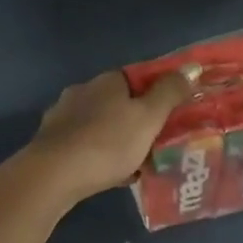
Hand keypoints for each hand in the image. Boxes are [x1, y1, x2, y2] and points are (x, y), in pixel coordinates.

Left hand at [21, 67, 195, 204]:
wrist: (53, 175)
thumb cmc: (107, 143)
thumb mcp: (149, 117)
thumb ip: (170, 92)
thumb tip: (191, 67)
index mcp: (108, 81)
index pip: (138, 78)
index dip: (157, 94)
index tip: (170, 116)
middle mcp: (83, 90)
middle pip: (119, 102)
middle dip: (137, 120)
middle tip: (155, 144)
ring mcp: (63, 115)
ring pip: (101, 124)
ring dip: (118, 139)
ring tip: (136, 164)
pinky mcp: (51, 141)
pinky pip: (85, 144)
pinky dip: (99, 155)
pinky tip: (109, 174)